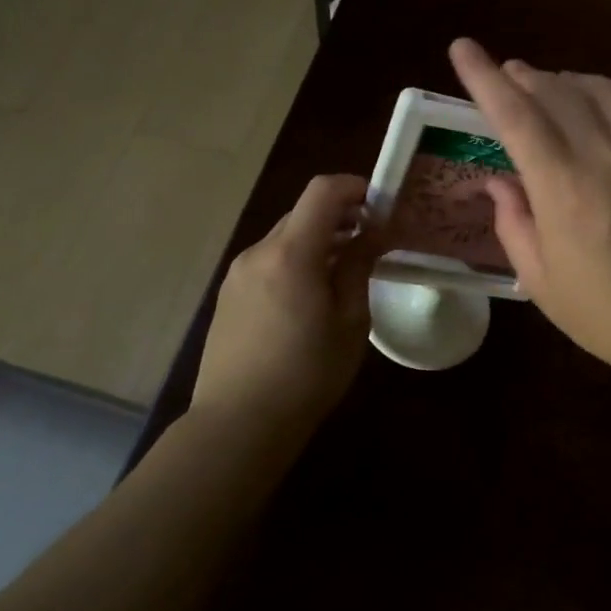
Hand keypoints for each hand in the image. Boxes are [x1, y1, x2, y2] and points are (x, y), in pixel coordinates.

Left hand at [191, 175, 382, 429]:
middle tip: (372, 241)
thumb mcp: (350, 321)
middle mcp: (258, 253)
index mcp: (291, 254)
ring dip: (318, 241)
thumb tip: (372, 233)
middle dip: (341, 217)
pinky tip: (311, 297)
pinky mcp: (229, 296)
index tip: (381, 206)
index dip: (355, 187)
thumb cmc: (307, 373)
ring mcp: (238, 274)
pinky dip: (296, 261)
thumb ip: (358, 268)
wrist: (239, 422)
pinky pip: (269, 262)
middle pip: (303, 213)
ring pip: (285, 238)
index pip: (322, 192)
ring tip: (345, 272)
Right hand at [449, 37, 610, 386]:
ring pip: (600, 88)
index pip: (515, 114)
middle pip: (556, 90)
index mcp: (563, 188)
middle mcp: (605, 153)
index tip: (462, 48)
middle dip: (523, 76)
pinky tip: (604, 108)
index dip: (483, 77)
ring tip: (550, 87)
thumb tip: (499, 183)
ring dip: (566, 81)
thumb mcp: (543, 283)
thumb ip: (514, 225)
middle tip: (507, 76)